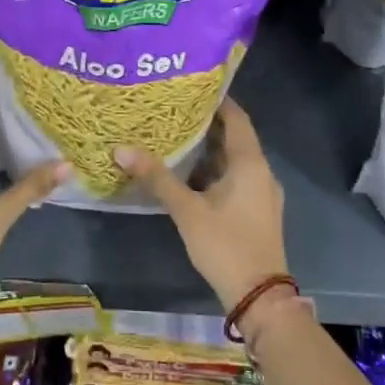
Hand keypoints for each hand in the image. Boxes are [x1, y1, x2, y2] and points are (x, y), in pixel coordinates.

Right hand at [116, 97, 286, 311]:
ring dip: (209, 150)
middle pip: (235, 137)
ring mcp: (262, 193)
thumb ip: (157, 178)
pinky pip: (236, 179)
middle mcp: (261, 171)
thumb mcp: (187, 210)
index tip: (191, 87)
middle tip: (173, 110)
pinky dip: (215, 171)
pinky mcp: (257, 210)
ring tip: (176, 137)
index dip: (217, 100)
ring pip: (234, 161)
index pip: (236, 117)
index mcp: (250, 163)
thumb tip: (121, 149)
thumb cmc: (225, 245)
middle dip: (206, 124)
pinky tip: (189, 175)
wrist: (259, 297)